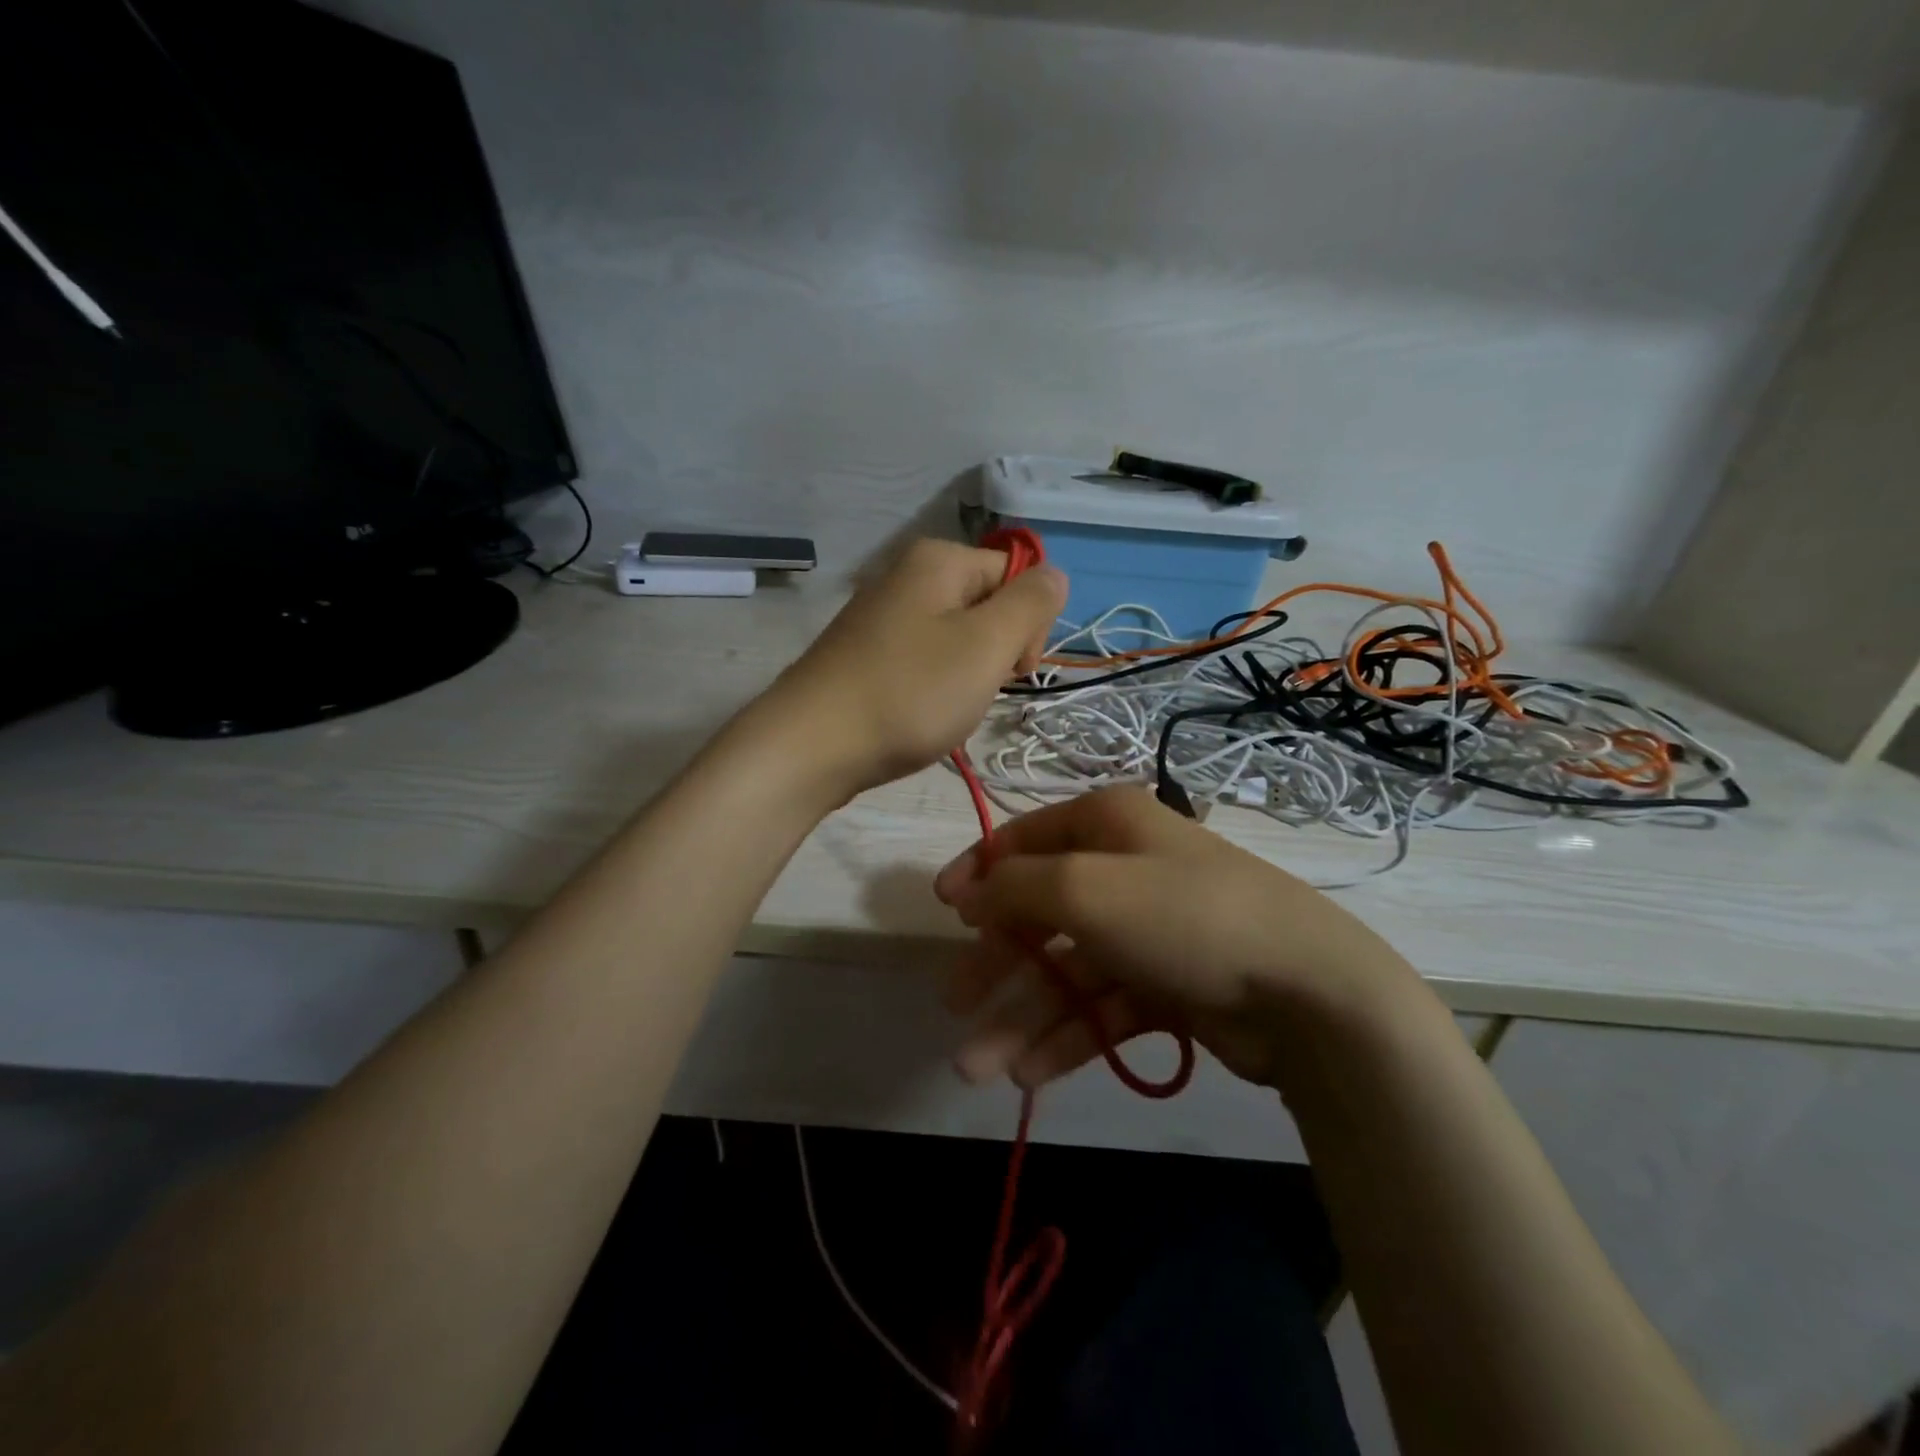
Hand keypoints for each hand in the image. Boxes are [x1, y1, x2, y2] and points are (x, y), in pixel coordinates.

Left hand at [758, 538, 1066, 797]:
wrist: (811, 746)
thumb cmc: (909, 692)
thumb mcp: (987, 644)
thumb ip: (1032, 603)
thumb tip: (1053, 575)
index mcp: (939, 560)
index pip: (1017, 576)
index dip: (1027, 625)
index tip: (1011, 671)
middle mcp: (907, 576)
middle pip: (986, 605)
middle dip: (996, 653)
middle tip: (975, 692)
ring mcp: (881, 617)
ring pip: (956, 640)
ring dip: (967, 677)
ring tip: (944, 709)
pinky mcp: (865, 655)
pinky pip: (922, 662)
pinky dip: (932, 689)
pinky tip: (918, 716)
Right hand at [933, 787, 1422, 1091]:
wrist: (1306, 992)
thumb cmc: (1181, 916)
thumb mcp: (1084, 888)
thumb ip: (1014, 886)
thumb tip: (970, 894)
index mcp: (1106, 825)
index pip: (1024, 839)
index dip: (979, 872)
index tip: (942, 911)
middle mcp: (1124, 869)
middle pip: (1040, 912)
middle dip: (995, 961)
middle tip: (953, 1004)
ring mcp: (1147, 930)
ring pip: (1068, 971)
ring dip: (1023, 1016)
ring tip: (980, 1069)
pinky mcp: (1167, 985)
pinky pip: (1103, 1007)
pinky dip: (1068, 1036)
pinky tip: (1030, 1074)